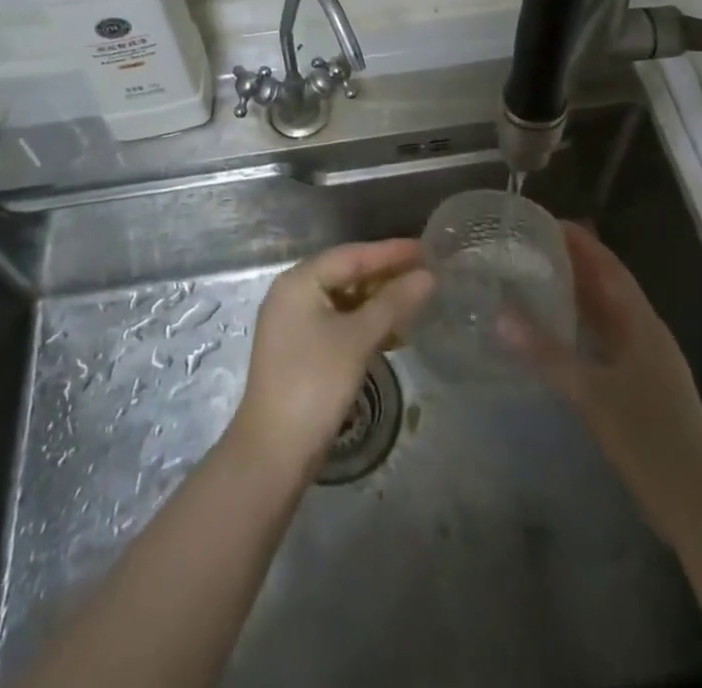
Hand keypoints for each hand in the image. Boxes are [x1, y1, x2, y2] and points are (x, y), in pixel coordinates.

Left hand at [229, 240, 433, 477]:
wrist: (273, 452)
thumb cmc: (315, 383)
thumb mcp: (358, 338)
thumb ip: (394, 303)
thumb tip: (428, 276)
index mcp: (300, 281)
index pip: (352, 255)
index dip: (391, 251)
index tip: (427, 248)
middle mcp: (293, 294)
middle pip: (347, 274)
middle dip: (387, 275)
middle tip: (427, 273)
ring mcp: (295, 323)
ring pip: (345, 300)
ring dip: (379, 301)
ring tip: (418, 301)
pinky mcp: (301, 350)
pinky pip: (339, 322)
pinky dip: (366, 324)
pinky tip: (394, 334)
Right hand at [501, 221, 701, 545]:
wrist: (701, 507)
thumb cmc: (650, 439)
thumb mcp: (592, 394)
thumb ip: (545, 353)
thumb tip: (500, 314)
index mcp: (641, 323)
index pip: (609, 266)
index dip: (580, 241)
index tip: (544, 221)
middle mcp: (645, 334)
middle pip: (608, 286)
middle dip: (573, 263)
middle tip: (528, 247)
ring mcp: (646, 363)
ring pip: (607, 316)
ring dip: (576, 296)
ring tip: (534, 281)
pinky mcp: (640, 389)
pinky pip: (605, 343)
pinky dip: (581, 330)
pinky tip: (555, 336)